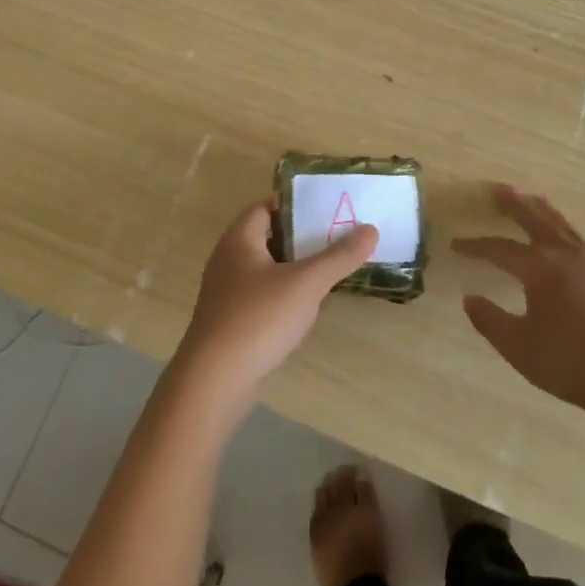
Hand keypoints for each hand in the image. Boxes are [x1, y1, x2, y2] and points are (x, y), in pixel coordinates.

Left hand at [174, 199, 379, 408]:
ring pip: (266, 269)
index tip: (327, 208)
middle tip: (337, 237)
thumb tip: (371, 229)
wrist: (214, 380)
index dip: (295, 204)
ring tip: (329, 270)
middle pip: (268, 237)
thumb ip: (339, 256)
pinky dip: (284, 295)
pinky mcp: (230, 321)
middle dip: (301, 237)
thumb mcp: (306, 283)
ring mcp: (226, 292)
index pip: (267, 206)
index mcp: (239, 239)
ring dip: (294, 268)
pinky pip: (261, 296)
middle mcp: (228, 259)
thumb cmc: (258, 318)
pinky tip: (307, 308)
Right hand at [453, 184, 584, 417]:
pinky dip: (565, 228)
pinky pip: (578, 239)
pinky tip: (565, 235)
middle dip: (514, 205)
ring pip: (561, 226)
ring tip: (534, 197)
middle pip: (534, 221)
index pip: (500, 250)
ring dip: (543, 210)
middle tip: (498, 188)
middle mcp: (563, 257)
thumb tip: (469, 299)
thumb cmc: (570, 361)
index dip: (476, 246)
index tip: (456, 244)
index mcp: (539, 268)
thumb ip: (490, 320)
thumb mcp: (519, 346)